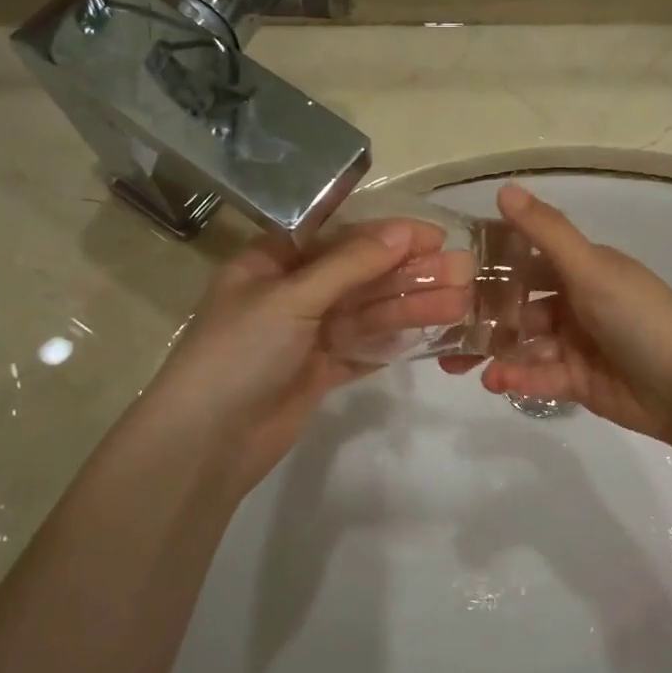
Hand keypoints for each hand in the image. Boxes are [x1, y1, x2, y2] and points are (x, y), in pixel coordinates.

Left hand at [139, 219, 469, 503]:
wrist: (208, 442)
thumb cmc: (240, 353)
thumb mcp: (292, 298)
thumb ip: (351, 264)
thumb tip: (404, 230)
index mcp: (272, 262)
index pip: (338, 236)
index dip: (387, 233)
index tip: (434, 236)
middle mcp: (292, 293)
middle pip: (360, 275)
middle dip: (409, 273)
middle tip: (463, 271)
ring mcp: (308, 334)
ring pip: (368, 313)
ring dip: (411, 306)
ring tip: (461, 302)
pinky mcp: (321, 370)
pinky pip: (365, 347)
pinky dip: (395, 340)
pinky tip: (434, 332)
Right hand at [441, 184, 671, 445]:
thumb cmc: (641, 318)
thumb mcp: (592, 269)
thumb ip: (545, 232)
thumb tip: (504, 187)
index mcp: (583, 268)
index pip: (527, 259)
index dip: (491, 264)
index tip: (447, 272)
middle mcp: (578, 302)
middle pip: (519, 306)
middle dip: (482, 316)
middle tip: (441, 327)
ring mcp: (577, 344)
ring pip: (524, 344)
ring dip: (494, 352)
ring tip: (458, 365)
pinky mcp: (578, 382)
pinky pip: (539, 376)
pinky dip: (518, 377)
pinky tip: (495, 382)